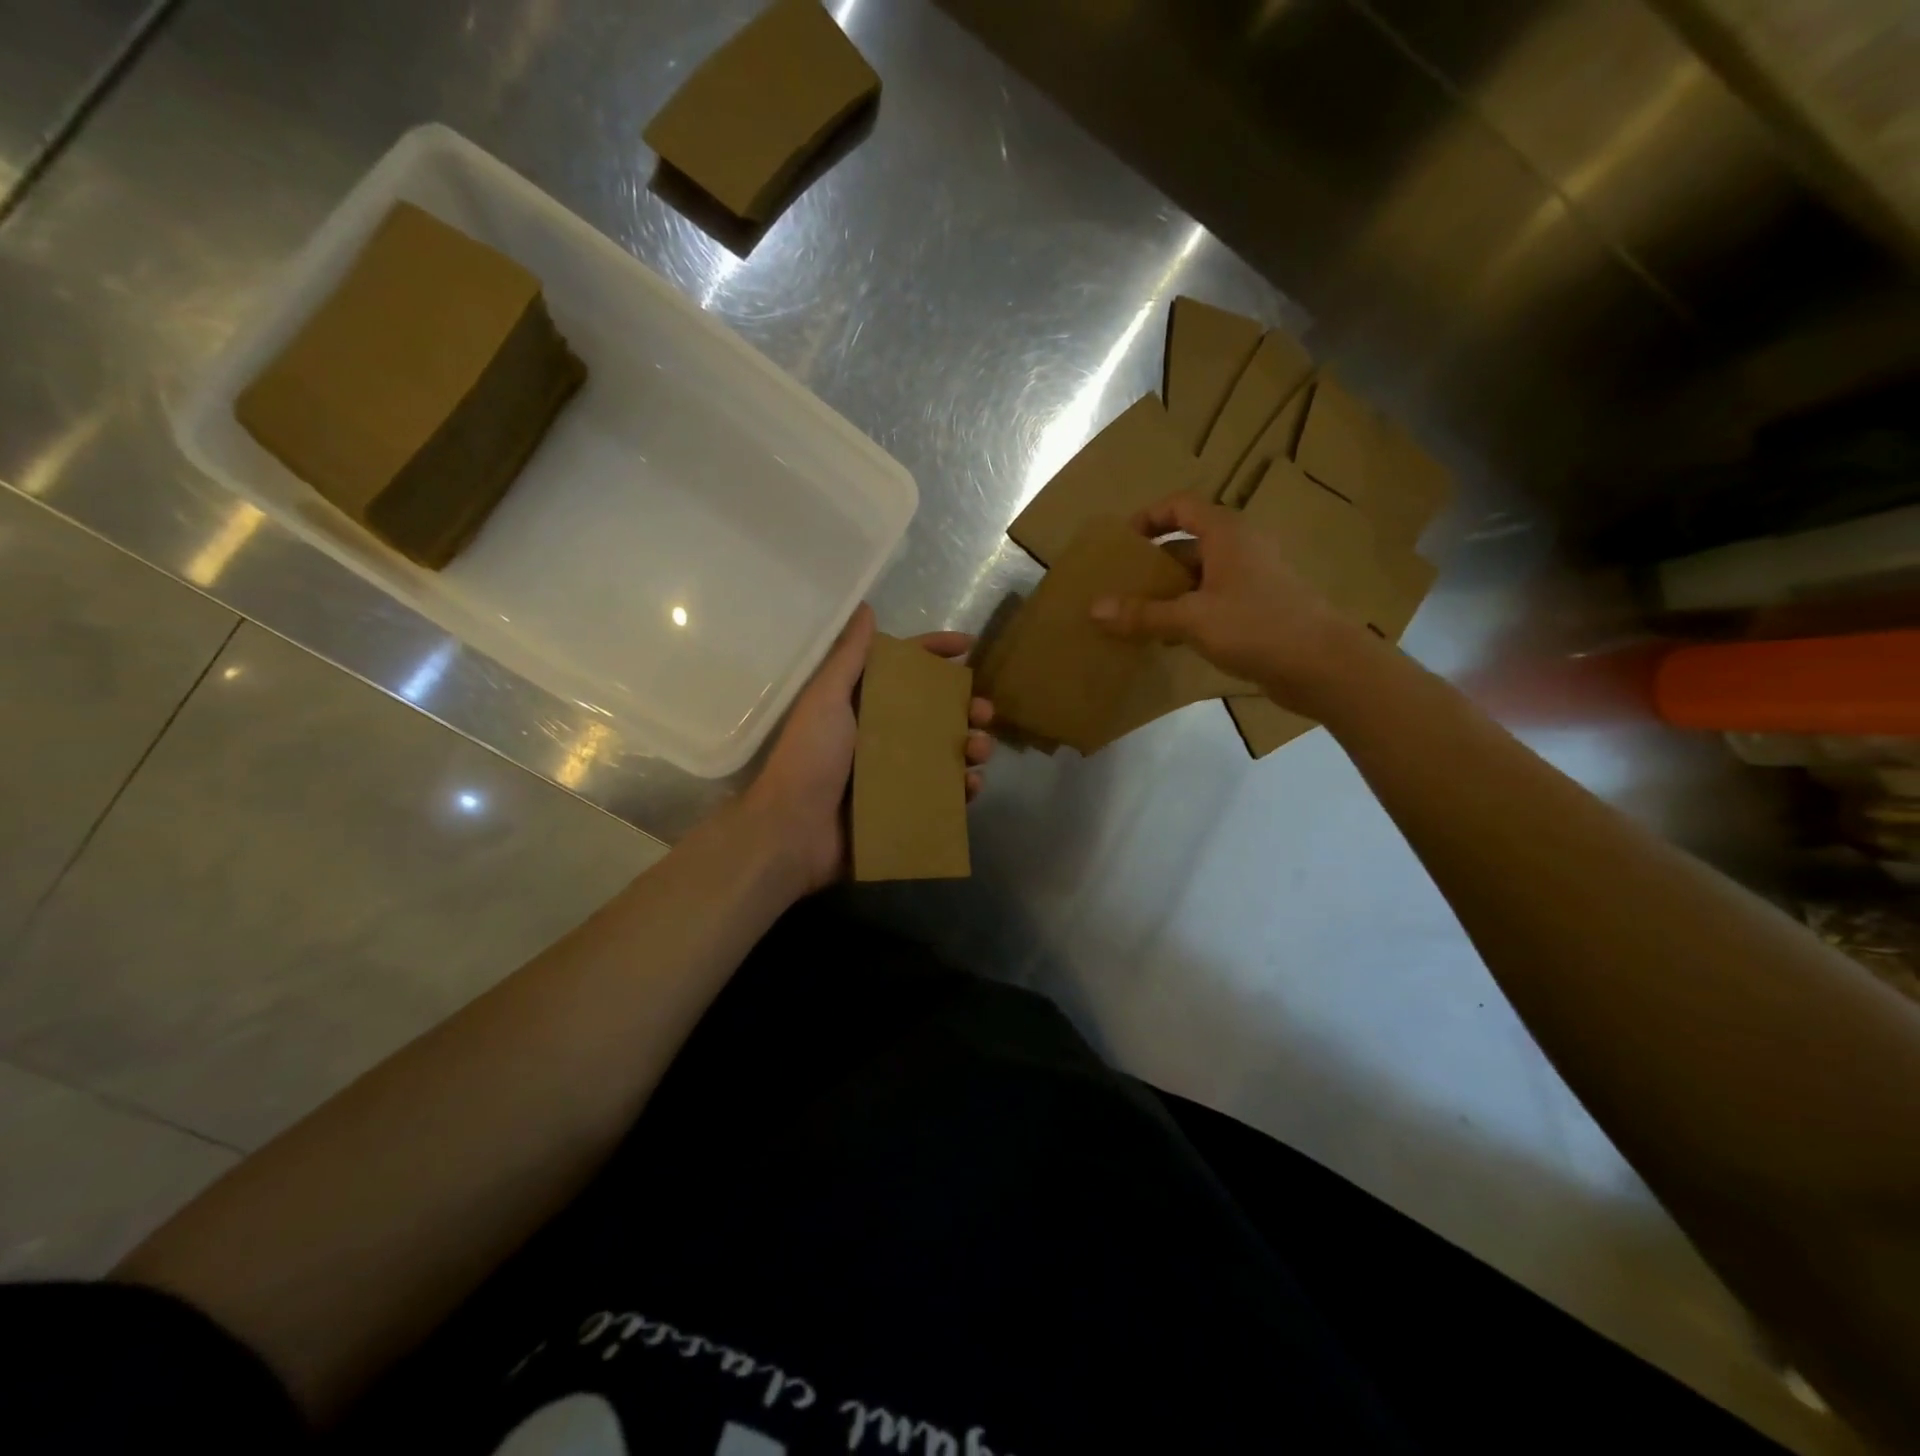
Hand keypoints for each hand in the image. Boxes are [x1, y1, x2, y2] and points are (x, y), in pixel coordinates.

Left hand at [743, 603, 995, 896]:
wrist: (791, 832)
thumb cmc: (809, 758)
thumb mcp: (826, 699)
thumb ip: (849, 657)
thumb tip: (865, 608)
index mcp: (863, 705)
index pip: (906, 670)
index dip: (936, 653)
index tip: (969, 645)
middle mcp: (882, 735)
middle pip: (936, 712)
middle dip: (966, 707)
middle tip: (984, 712)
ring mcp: (895, 774)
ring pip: (947, 752)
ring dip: (971, 746)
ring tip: (980, 749)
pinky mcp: (904, 808)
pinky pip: (943, 794)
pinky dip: (962, 789)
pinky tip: (971, 786)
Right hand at [1089, 493, 1376, 711]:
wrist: (1323, 665)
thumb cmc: (1257, 626)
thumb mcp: (1192, 619)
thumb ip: (1143, 614)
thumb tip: (1093, 608)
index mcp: (1227, 533)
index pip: (1181, 506)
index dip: (1148, 517)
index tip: (1121, 542)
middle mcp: (1241, 548)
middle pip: (1188, 543)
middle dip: (1152, 563)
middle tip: (1120, 585)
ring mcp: (1253, 579)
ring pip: (1200, 576)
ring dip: (1168, 592)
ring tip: (1135, 616)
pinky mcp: (1259, 609)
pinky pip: (1213, 601)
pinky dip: (1188, 612)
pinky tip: (1168, 639)